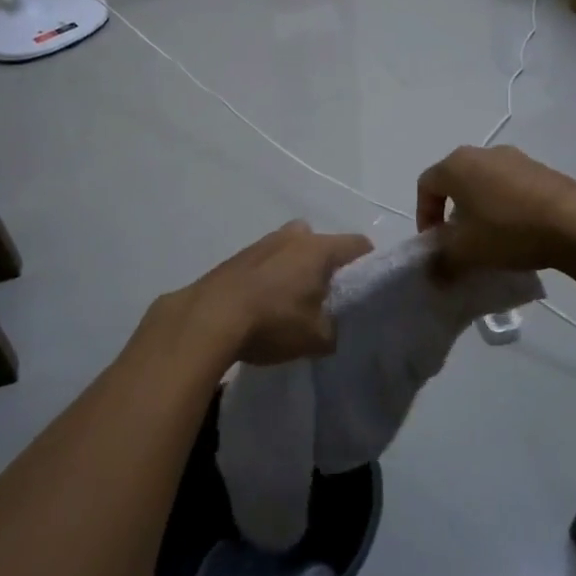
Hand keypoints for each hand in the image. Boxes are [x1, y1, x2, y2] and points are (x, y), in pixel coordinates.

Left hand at [175, 221, 371, 366]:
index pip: (358, 244)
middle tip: (327, 296)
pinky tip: (265, 305)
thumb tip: (332, 327)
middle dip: (327, 266)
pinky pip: (267, 262)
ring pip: (291, 250)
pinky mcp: (237, 257)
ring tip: (292, 304)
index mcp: (318, 249)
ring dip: (295, 270)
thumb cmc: (272, 321)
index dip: (368, 265)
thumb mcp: (316, 338)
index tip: (365, 289)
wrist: (207, 319)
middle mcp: (292, 236)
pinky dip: (271, 277)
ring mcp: (262, 243)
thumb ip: (334, 330)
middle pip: (321, 243)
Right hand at [416, 145, 575, 275]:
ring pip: (485, 184)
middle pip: (456, 181)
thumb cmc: (507, 230)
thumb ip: (443, 262)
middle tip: (459, 241)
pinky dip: (506, 207)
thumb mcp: (466, 252)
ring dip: (480, 209)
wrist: (575, 222)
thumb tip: (434, 273)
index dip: (424, 215)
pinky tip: (519, 233)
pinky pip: (512, 187)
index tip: (434, 243)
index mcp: (456, 165)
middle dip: (452, 212)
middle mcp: (483, 153)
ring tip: (491, 240)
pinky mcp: (542, 170)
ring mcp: (516, 158)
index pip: (426, 185)